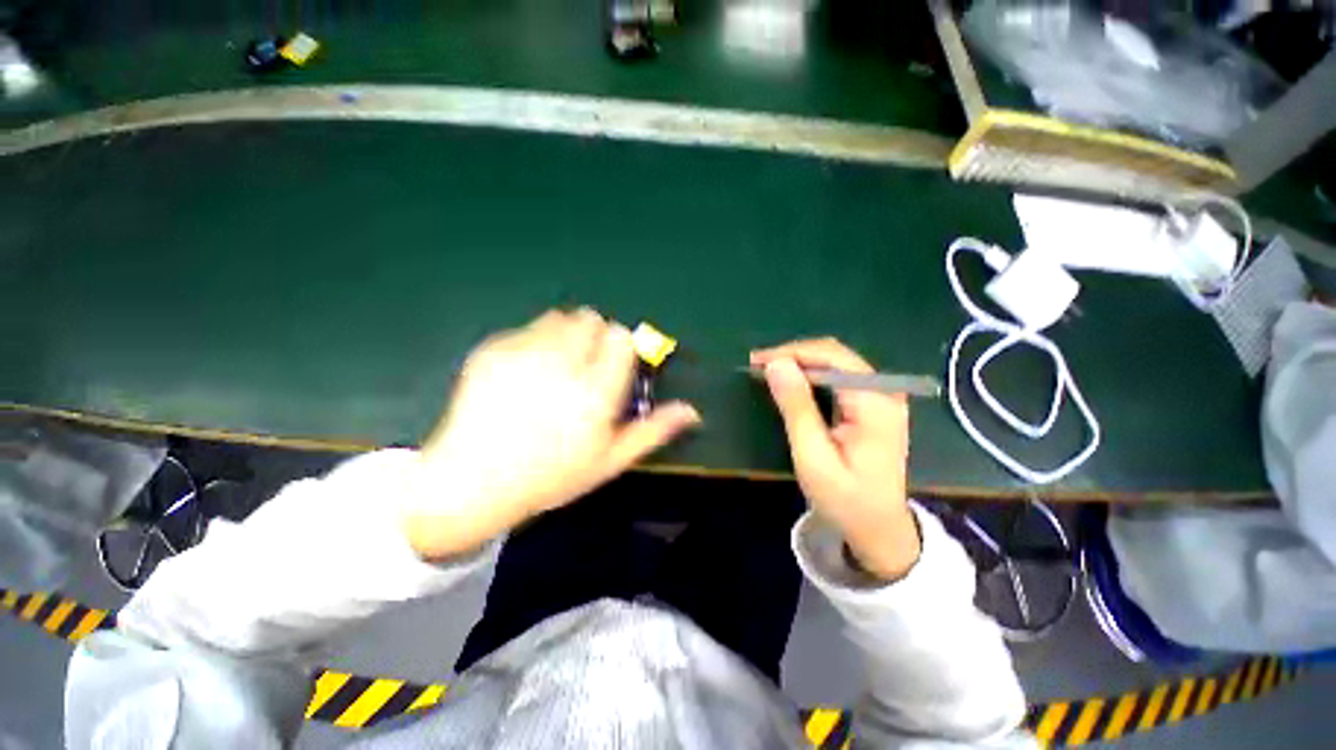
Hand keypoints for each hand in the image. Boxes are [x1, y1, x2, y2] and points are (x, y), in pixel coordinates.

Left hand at [406, 309, 700, 559]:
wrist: (472, 481)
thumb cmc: (552, 475)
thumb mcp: (610, 459)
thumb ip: (653, 430)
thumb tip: (693, 411)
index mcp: (595, 390)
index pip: (621, 337)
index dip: (622, 347)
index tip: (614, 366)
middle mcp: (562, 363)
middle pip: (591, 319)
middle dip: (595, 337)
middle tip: (584, 368)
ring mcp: (523, 352)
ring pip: (559, 318)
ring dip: (566, 334)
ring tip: (556, 367)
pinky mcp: (492, 348)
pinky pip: (527, 328)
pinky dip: (535, 341)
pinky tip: (524, 373)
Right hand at [751, 338, 918, 580]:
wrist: (880, 529)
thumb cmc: (845, 499)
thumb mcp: (813, 456)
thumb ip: (796, 407)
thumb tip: (775, 363)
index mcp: (875, 402)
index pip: (831, 357)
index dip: (791, 353)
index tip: (756, 362)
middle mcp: (884, 390)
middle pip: (835, 355)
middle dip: (793, 355)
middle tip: (757, 367)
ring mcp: (882, 396)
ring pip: (835, 362)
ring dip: (800, 363)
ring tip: (768, 372)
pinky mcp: (874, 404)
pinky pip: (839, 376)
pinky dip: (811, 375)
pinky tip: (791, 383)